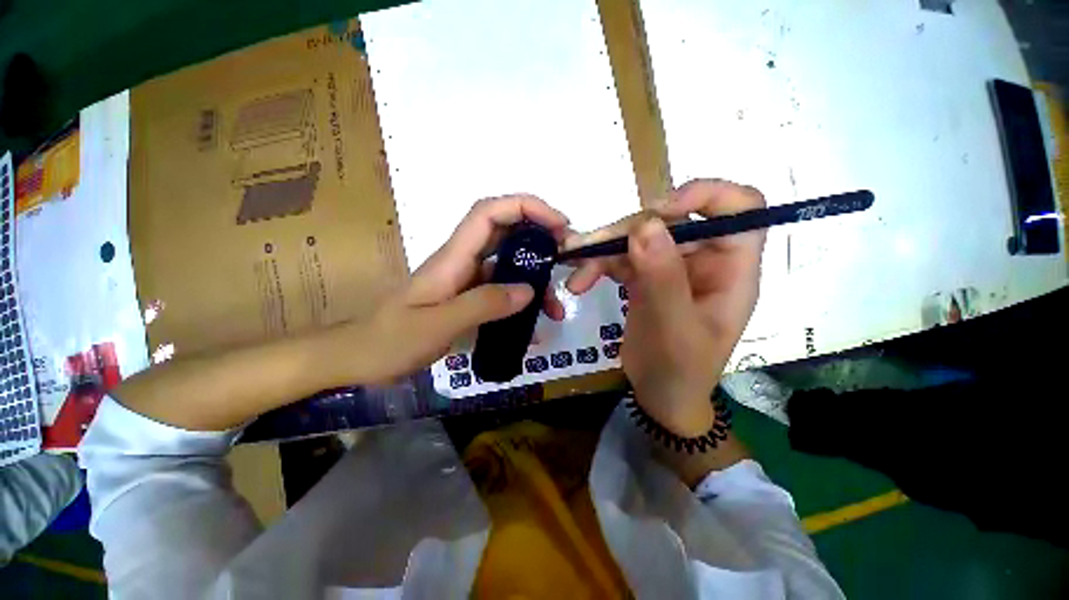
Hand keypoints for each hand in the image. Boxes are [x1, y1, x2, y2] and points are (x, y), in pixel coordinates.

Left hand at [356, 195, 569, 382]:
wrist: (361, 358)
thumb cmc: (390, 340)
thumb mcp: (437, 325)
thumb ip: (483, 305)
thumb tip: (528, 291)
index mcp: (453, 257)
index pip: (490, 213)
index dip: (526, 208)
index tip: (558, 224)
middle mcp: (463, 261)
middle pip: (506, 232)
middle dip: (540, 238)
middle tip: (567, 258)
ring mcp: (467, 280)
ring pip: (508, 265)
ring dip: (535, 279)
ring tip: (555, 307)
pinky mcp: (469, 298)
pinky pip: (502, 292)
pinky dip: (522, 302)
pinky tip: (533, 326)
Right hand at [566, 180, 765, 436]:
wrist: (661, 396)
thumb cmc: (679, 370)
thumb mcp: (673, 328)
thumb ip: (662, 278)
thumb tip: (644, 225)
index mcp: (731, 269)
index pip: (741, 207)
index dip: (705, 195)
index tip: (660, 209)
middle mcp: (704, 260)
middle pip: (672, 220)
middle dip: (628, 230)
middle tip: (590, 247)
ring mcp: (672, 267)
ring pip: (639, 237)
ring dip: (604, 248)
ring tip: (574, 265)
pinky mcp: (646, 277)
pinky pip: (621, 258)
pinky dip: (597, 265)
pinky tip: (578, 282)